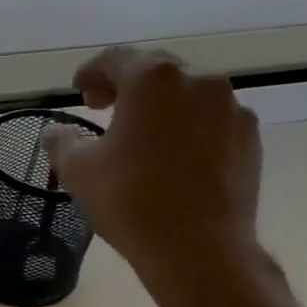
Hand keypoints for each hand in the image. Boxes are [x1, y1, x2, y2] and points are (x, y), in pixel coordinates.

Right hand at [43, 47, 269, 306]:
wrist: (198, 247)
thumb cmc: (129, 200)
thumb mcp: (77, 170)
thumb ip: (62, 141)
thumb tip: (57, 132)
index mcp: (152, 80)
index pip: (115, 59)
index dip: (90, 71)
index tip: (79, 90)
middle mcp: (198, 81)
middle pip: (156, 69)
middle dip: (127, 84)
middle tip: (104, 108)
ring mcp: (231, 108)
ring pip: (188, 94)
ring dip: (161, 105)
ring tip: (141, 136)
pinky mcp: (250, 137)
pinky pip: (212, 119)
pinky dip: (188, 127)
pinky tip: (173, 157)